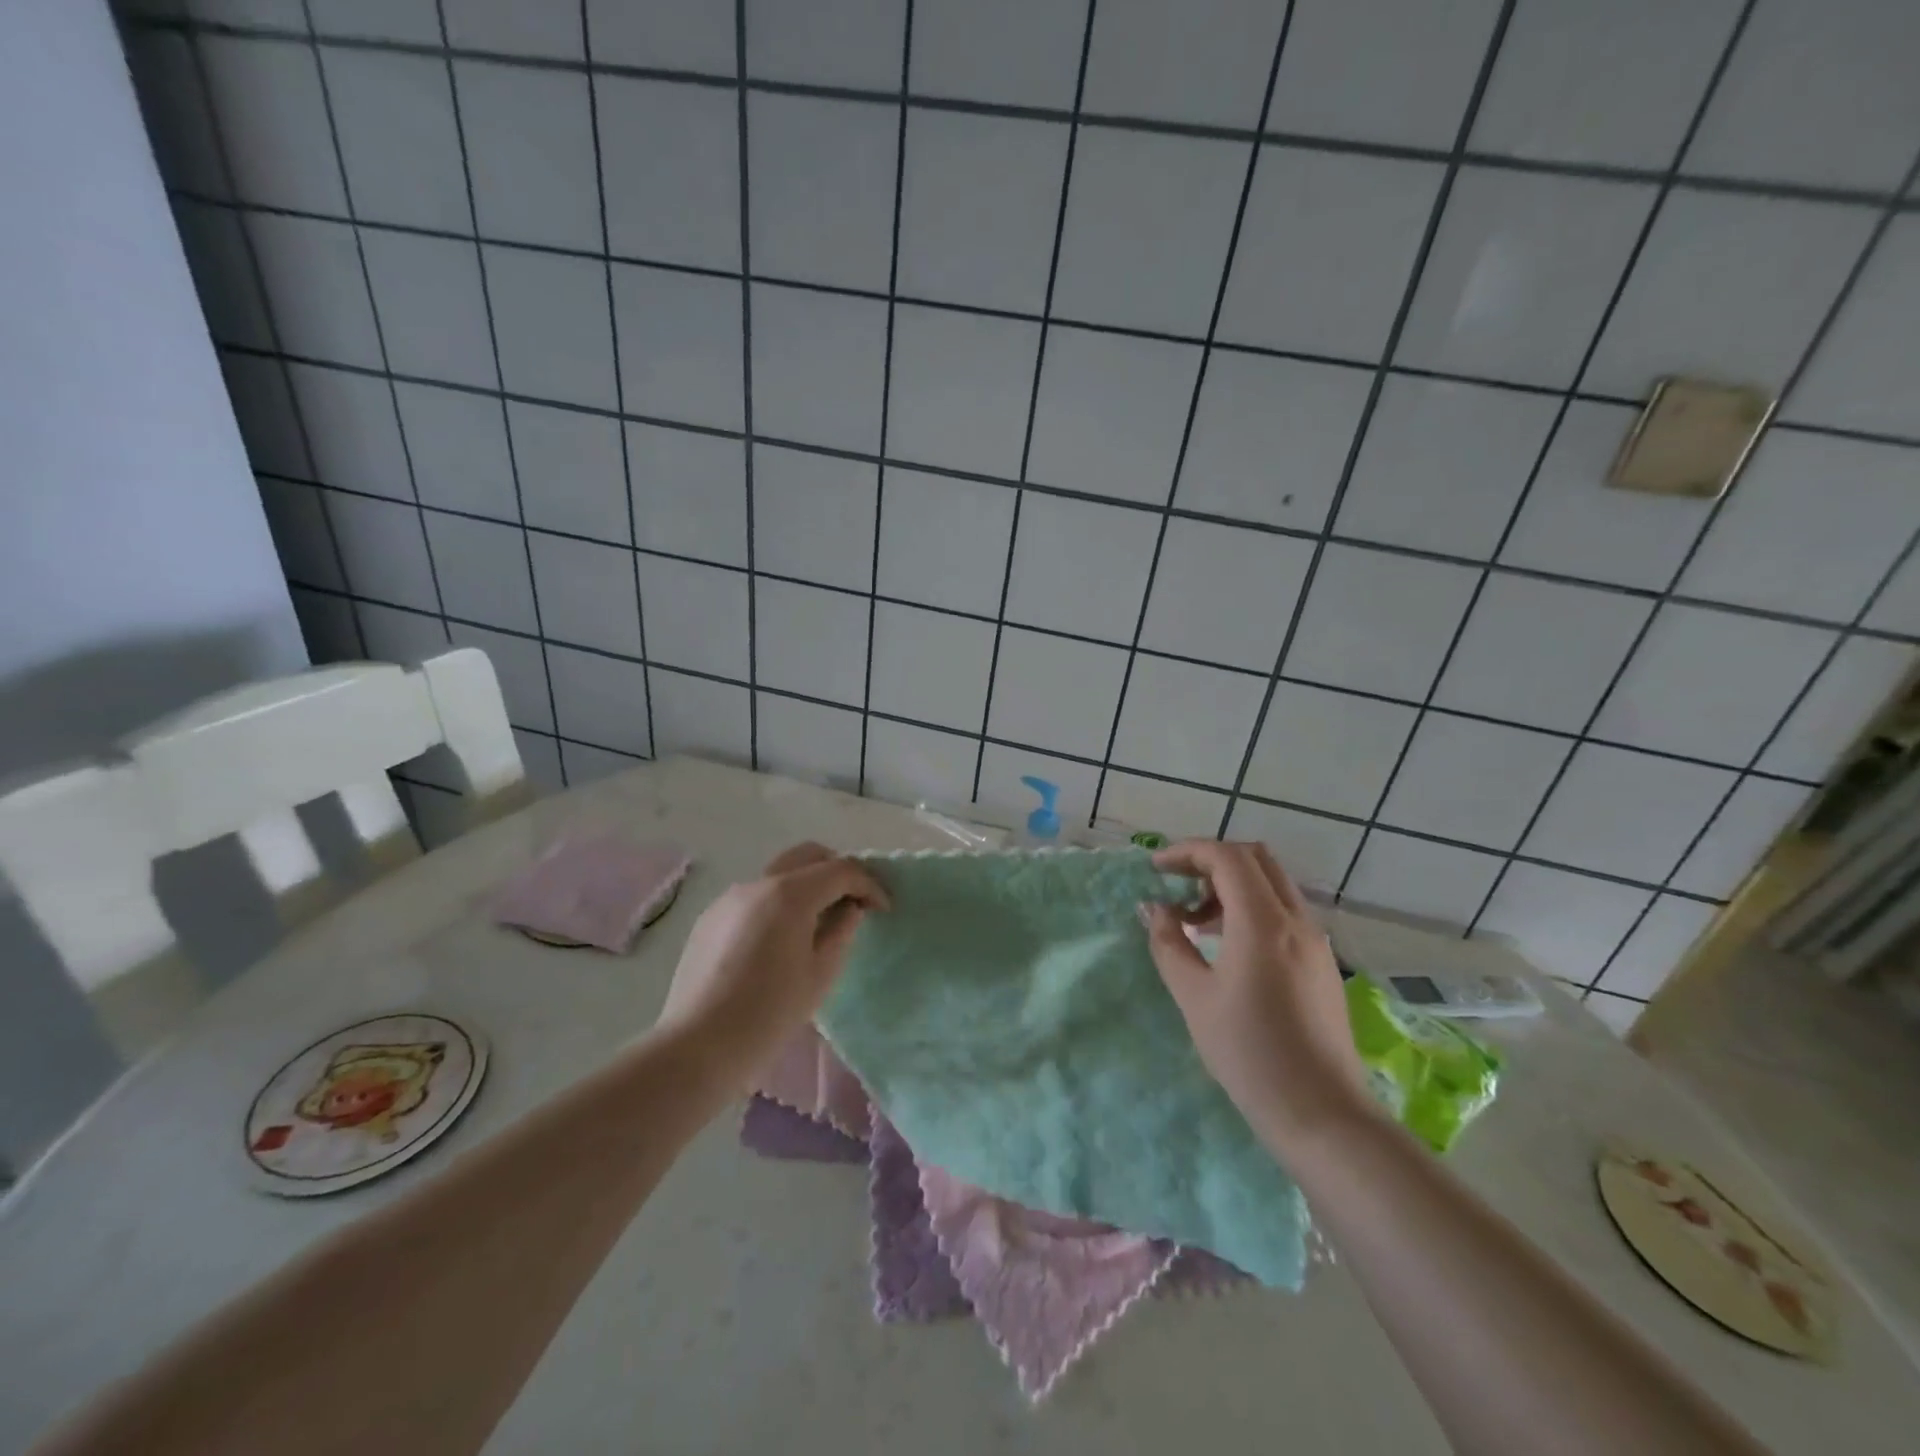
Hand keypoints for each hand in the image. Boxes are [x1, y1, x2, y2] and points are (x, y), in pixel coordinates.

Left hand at [655, 842, 887, 1087]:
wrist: (698, 1046)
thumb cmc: (769, 1013)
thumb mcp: (820, 974)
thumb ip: (841, 931)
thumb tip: (849, 909)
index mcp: (790, 895)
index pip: (841, 870)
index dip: (869, 885)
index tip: (883, 909)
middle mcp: (758, 884)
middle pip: (808, 856)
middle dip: (837, 871)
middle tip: (853, 902)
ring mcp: (730, 898)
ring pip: (779, 874)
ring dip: (806, 886)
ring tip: (817, 924)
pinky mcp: (710, 918)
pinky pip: (755, 896)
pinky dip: (778, 903)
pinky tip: (779, 941)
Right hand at [1141, 840, 1376, 1159]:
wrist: (1322, 1113)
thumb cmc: (1249, 1053)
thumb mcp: (1194, 997)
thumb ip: (1169, 944)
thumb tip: (1155, 909)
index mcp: (1263, 922)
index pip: (1227, 857)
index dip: (1187, 852)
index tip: (1156, 869)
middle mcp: (1296, 919)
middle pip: (1255, 858)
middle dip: (1211, 860)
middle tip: (1177, 885)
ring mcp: (1315, 940)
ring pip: (1271, 884)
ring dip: (1230, 885)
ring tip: (1194, 923)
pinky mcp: (1322, 962)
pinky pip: (1283, 911)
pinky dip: (1250, 908)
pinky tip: (1226, 946)